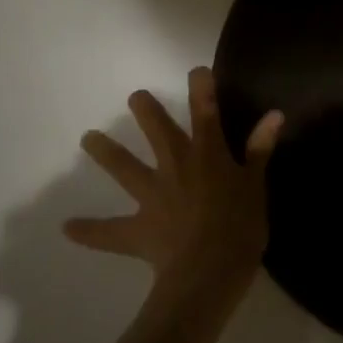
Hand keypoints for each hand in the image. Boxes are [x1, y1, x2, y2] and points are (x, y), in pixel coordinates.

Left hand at [65, 67, 283, 300]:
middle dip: (147, 111)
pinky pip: (109, 231)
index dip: (202, 89)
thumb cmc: (240, 226)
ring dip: (106, 152)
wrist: (209, 271)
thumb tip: (274, 114)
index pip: (206, 113)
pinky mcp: (137, 229)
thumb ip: (260, 149)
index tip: (197, 70)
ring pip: (125, 168)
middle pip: (158, 132)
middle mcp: (176, 167)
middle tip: (135, 96)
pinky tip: (68, 228)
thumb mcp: (256, 185)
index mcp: (208, 154)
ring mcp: (152, 196)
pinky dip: (89, 230)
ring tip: (87, 138)